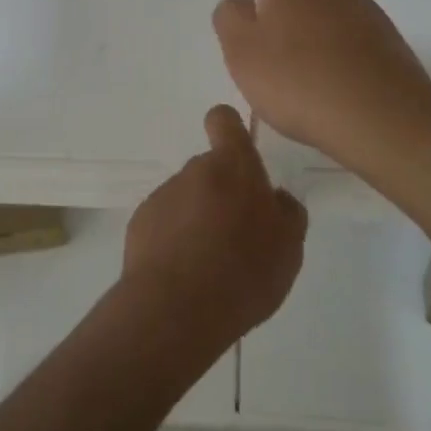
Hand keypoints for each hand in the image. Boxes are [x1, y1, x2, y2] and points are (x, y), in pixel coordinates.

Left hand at [121, 104, 307, 354]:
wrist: (176, 310)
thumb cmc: (244, 271)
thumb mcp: (289, 247)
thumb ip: (287, 213)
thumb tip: (275, 197)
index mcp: (233, 167)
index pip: (224, 121)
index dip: (230, 130)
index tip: (238, 154)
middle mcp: (195, 170)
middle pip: (211, 169)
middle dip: (223, 193)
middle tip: (238, 237)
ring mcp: (163, 195)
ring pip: (188, 198)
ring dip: (199, 219)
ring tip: (212, 265)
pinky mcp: (140, 223)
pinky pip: (165, 223)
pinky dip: (175, 240)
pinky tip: (186, 275)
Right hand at [212, 0, 430, 167]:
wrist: (382, 117)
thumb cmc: (299, 79)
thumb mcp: (241, 51)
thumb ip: (230, 18)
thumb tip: (241, 5)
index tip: (244, 8)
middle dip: (281, 10)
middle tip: (265, 50)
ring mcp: (365, 10)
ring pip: (327, 13)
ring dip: (312, 35)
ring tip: (300, 78)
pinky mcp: (387, 40)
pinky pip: (351, 39)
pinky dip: (338, 56)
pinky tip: (331, 90)